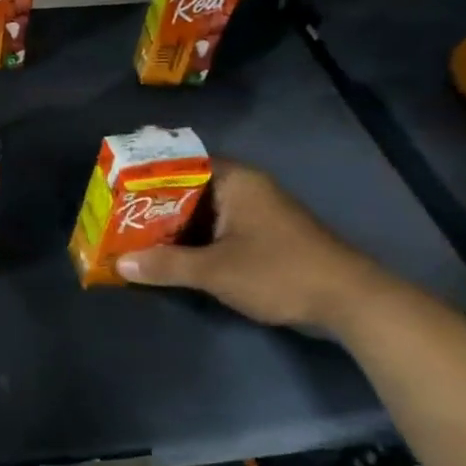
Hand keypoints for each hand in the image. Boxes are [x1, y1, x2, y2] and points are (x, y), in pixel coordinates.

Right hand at [116, 159, 392, 329]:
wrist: (350, 301)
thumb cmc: (279, 272)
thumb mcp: (215, 270)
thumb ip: (165, 265)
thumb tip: (119, 264)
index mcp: (235, 181)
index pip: (180, 164)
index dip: (146, 176)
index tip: (115, 189)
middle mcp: (245, 189)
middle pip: (188, 190)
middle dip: (153, 206)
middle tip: (115, 218)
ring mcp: (256, 213)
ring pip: (201, 213)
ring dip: (172, 227)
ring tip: (131, 238)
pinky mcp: (263, 237)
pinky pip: (216, 231)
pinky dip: (193, 241)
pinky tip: (168, 257)